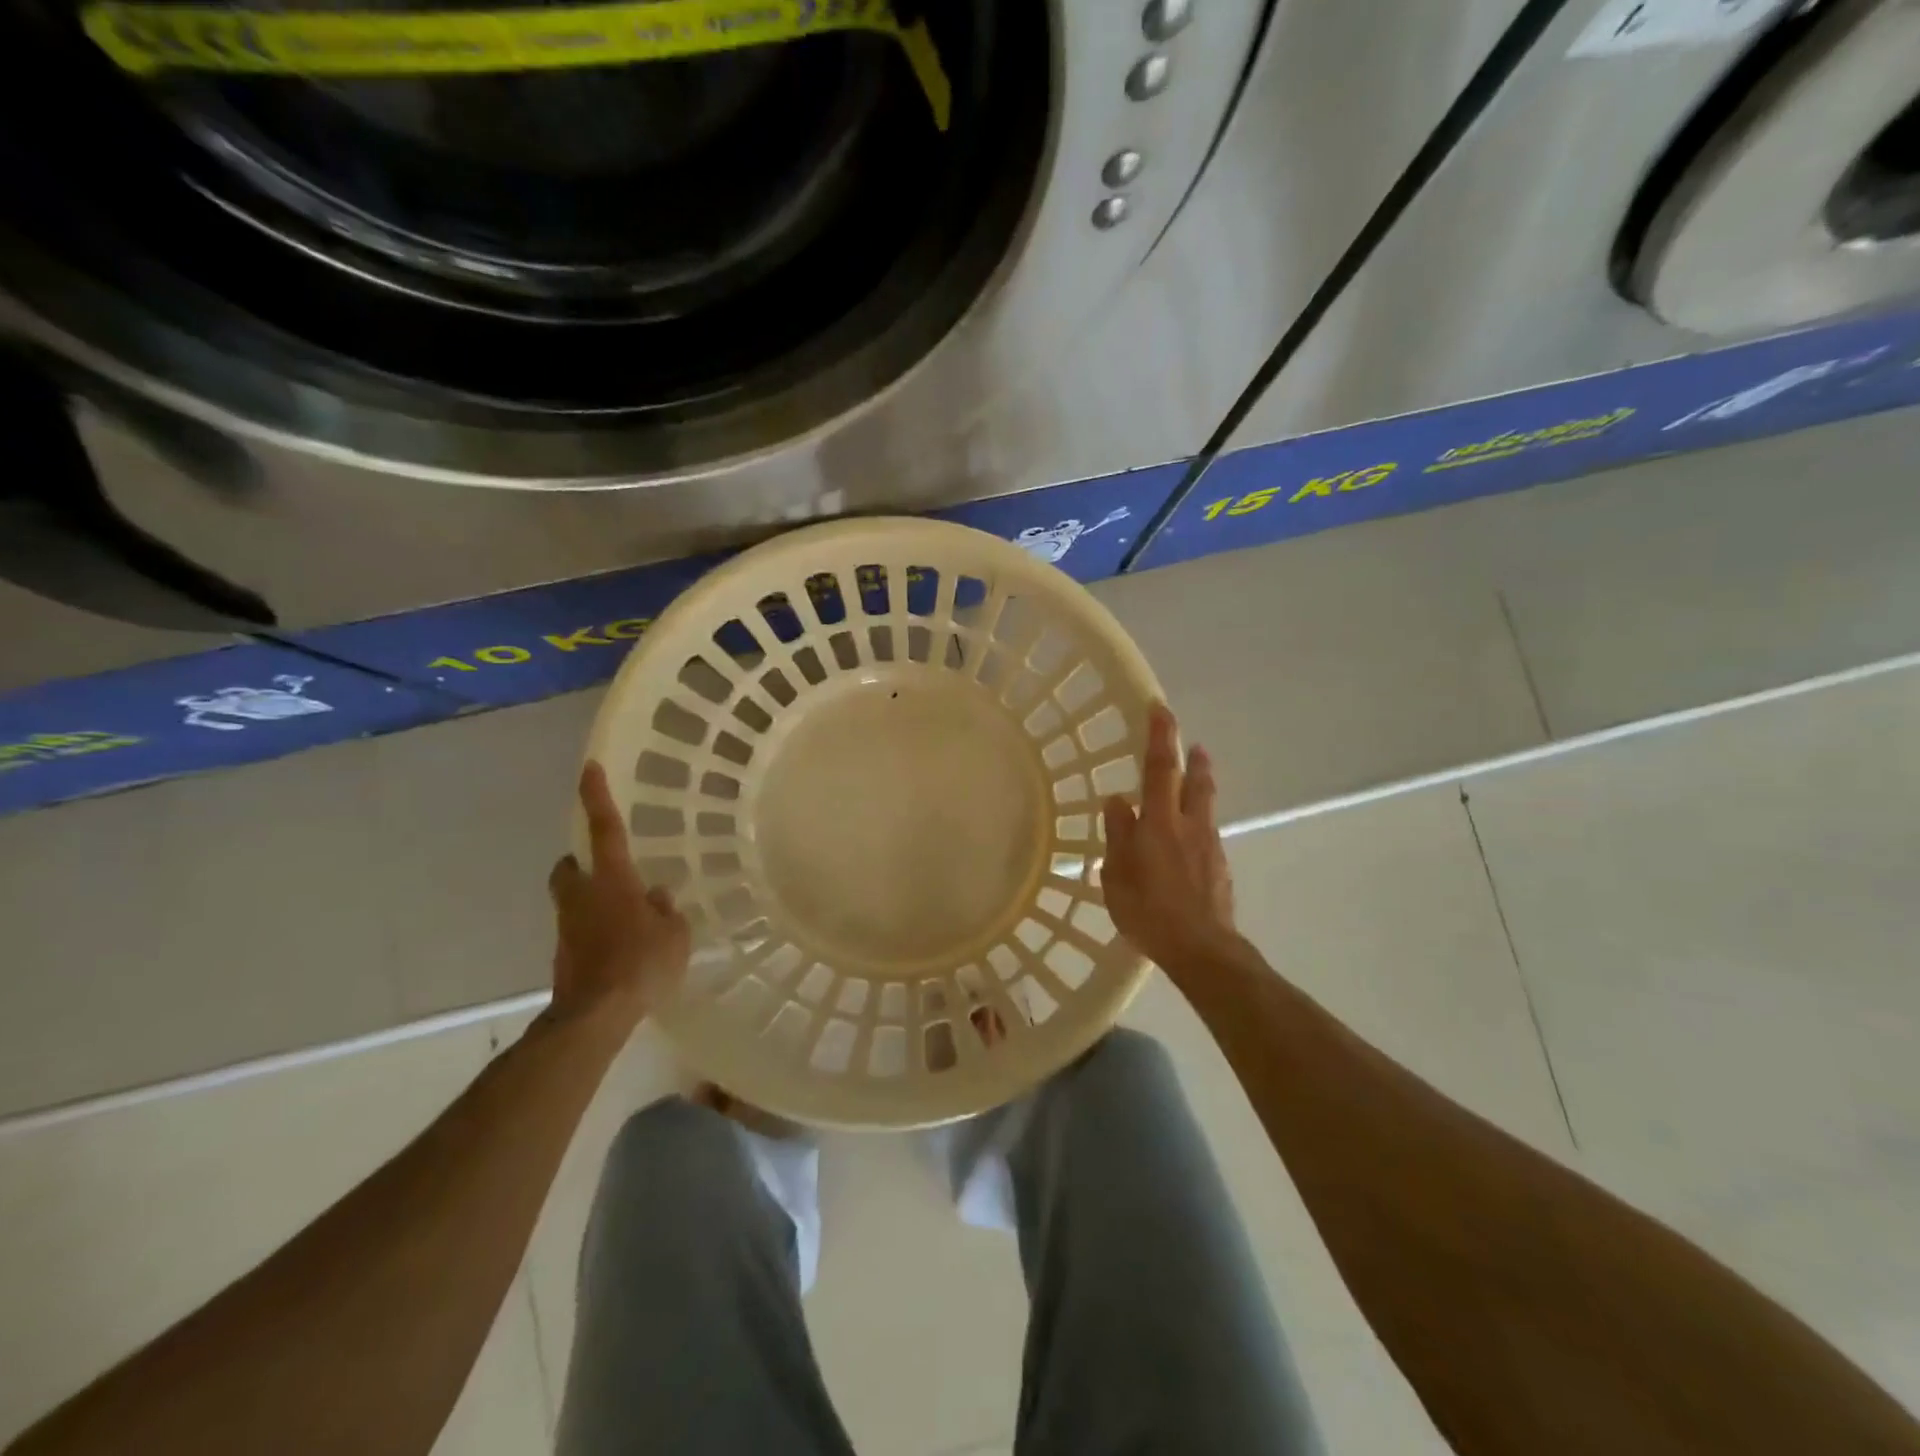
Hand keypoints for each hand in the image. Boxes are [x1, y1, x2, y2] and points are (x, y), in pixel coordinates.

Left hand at [545, 761, 690, 1031]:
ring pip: (572, 900)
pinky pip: (579, 931)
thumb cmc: (641, 964)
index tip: (588, 768)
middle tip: (604, 868)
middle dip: (579, 862)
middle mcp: (583, 897)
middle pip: (568, 867)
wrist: (595, 1015)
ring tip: (623, 916)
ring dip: (590, 900)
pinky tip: (620, 949)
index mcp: (613, 881)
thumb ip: (665, 910)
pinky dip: (594, 931)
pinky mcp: (563, 956)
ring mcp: (567, 928)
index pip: (605, 830)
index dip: (597, 798)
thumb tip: (655, 897)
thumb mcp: (675, 934)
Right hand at [1101, 704, 1236, 976]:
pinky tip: (1187, 841)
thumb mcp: (1117, 875)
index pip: (1160, 769)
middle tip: (1192, 743)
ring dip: (1200, 787)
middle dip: (1193, 758)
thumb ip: (1118, 835)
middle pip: (1195, 782)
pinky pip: (1206, 834)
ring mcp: (1209, 846)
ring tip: (1193, 782)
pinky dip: (1197, 824)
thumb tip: (1117, 800)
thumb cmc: (1149, 912)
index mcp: (1160, 823)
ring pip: (1205, 806)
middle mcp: (1189, 826)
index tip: (1161, 708)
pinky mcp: (1220, 868)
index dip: (1160, 737)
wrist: (1202, 949)